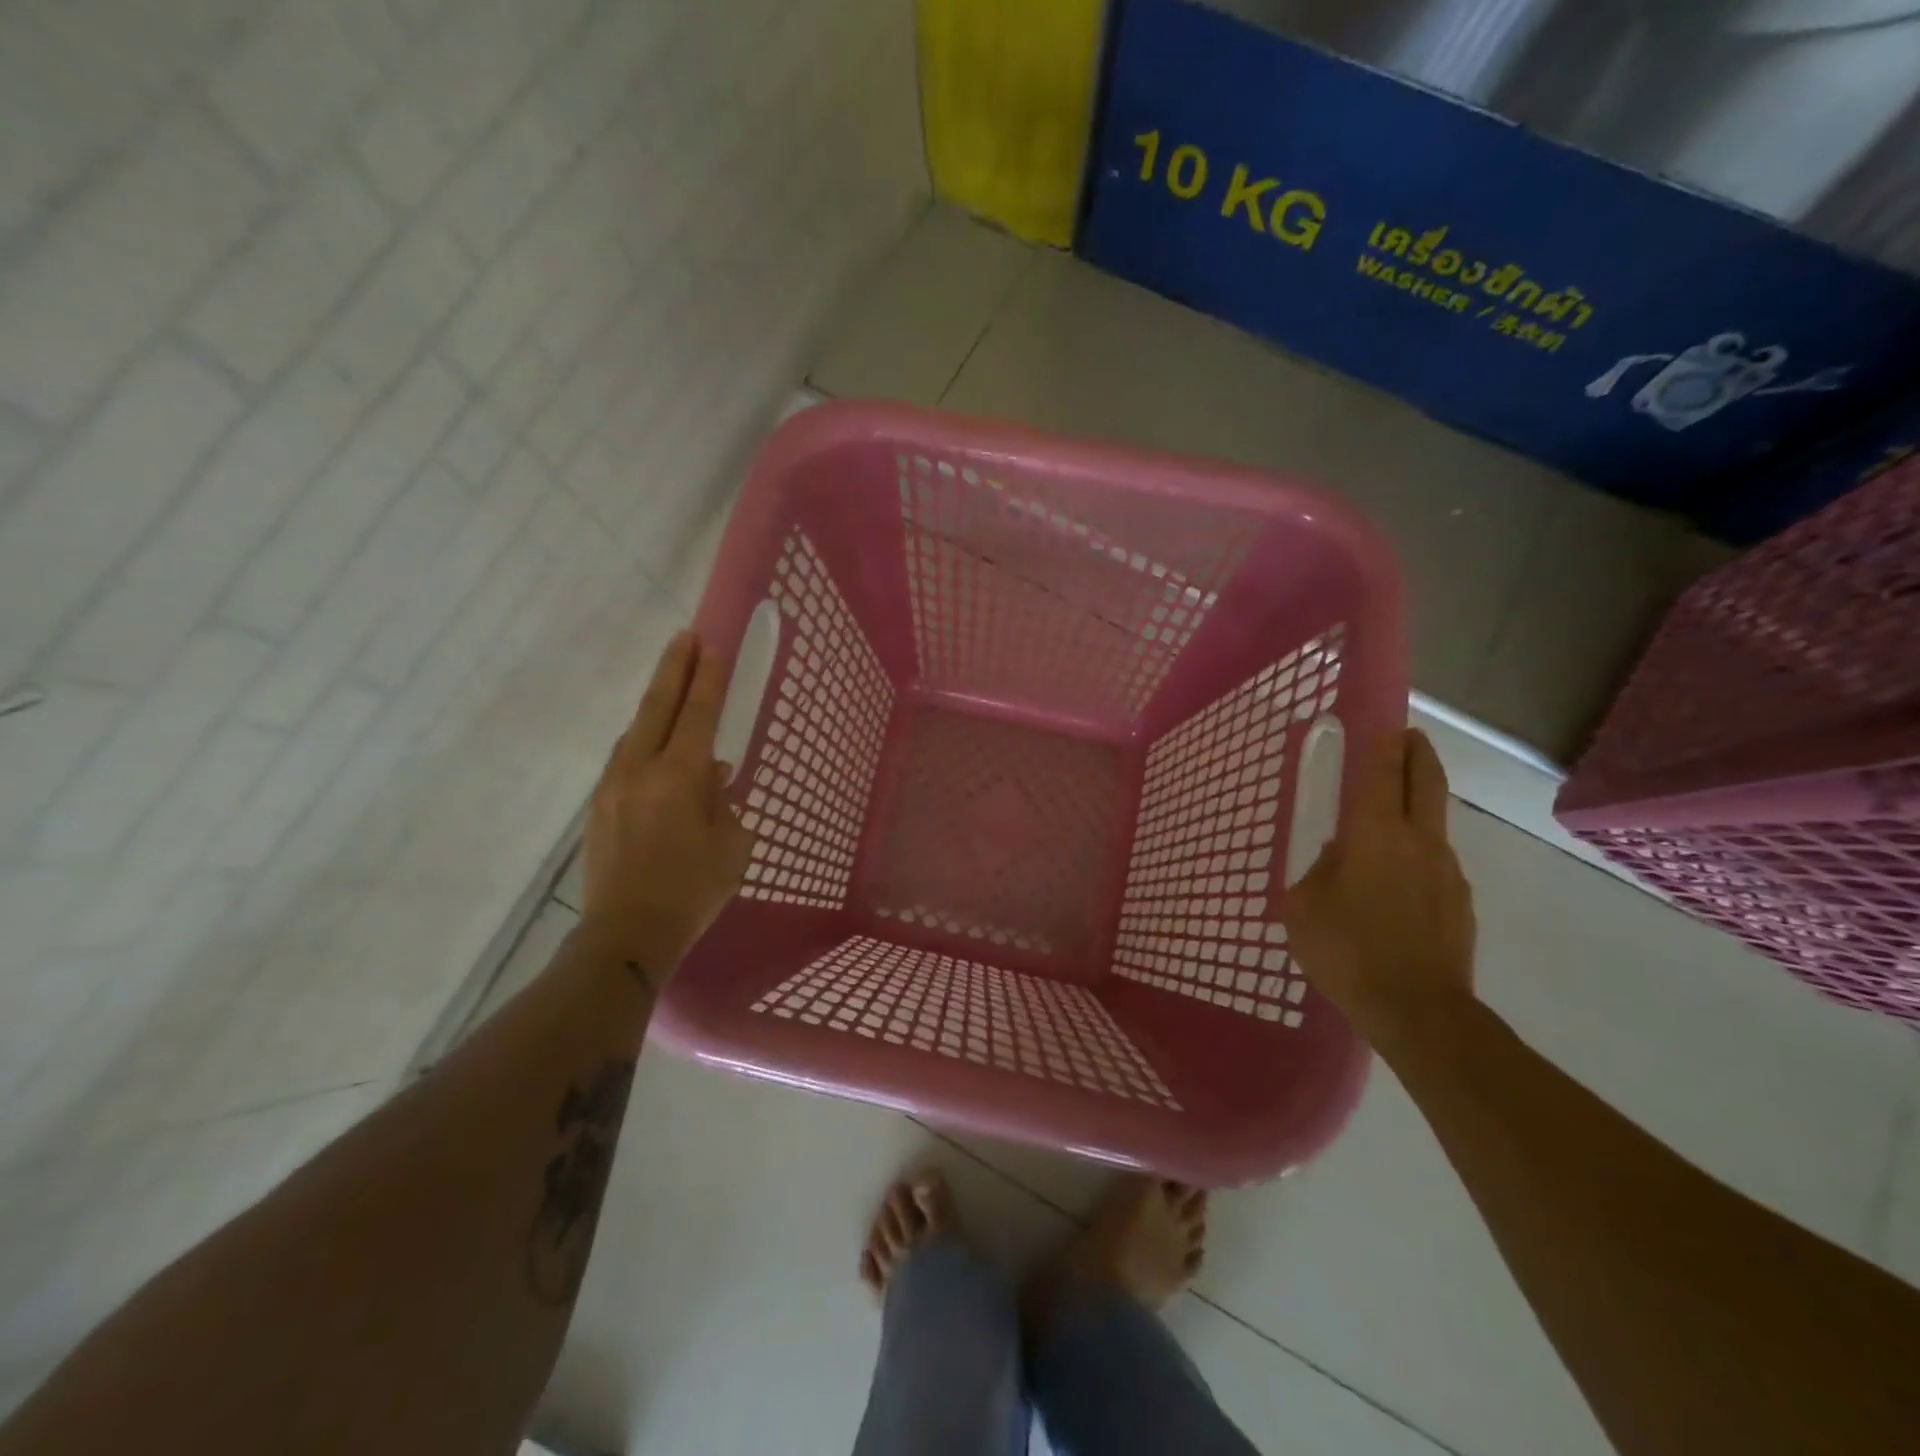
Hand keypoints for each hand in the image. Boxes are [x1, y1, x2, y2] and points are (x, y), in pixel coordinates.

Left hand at [578, 631, 754, 984]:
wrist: (626, 934)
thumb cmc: (692, 891)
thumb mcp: (731, 845)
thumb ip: (723, 801)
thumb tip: (710, 775)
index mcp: (679, 777)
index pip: (698, 714)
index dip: (708, 678)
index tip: (712, 644)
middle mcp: (640, 770)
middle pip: (658, 707)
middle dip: (674, 669)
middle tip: (685, 637)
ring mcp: (613, 786)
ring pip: (636, 731)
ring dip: (657, 704)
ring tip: (674, 688)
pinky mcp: (599, 805)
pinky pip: (626, 758)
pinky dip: (645, 740)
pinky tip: (657, 748)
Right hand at [1282, 728, 1476, 1049]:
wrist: (1419, 1012)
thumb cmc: (1347, 951)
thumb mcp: (1304, 907)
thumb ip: (1318, 871)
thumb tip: (1339, 857)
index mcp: (1374, 835)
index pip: (1381, 774)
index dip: (1383, 744)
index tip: (1385, 722)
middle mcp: (1418, 841)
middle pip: (1425, 782)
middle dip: (1417, 753)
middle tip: (1408, 736)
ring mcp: (1447, 871)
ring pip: (1432, 823)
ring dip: (1416, 807)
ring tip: (1388, 820)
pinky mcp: (1460, 902)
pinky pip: (1435, 863)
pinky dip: (1417, 854)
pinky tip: (1396, 883)